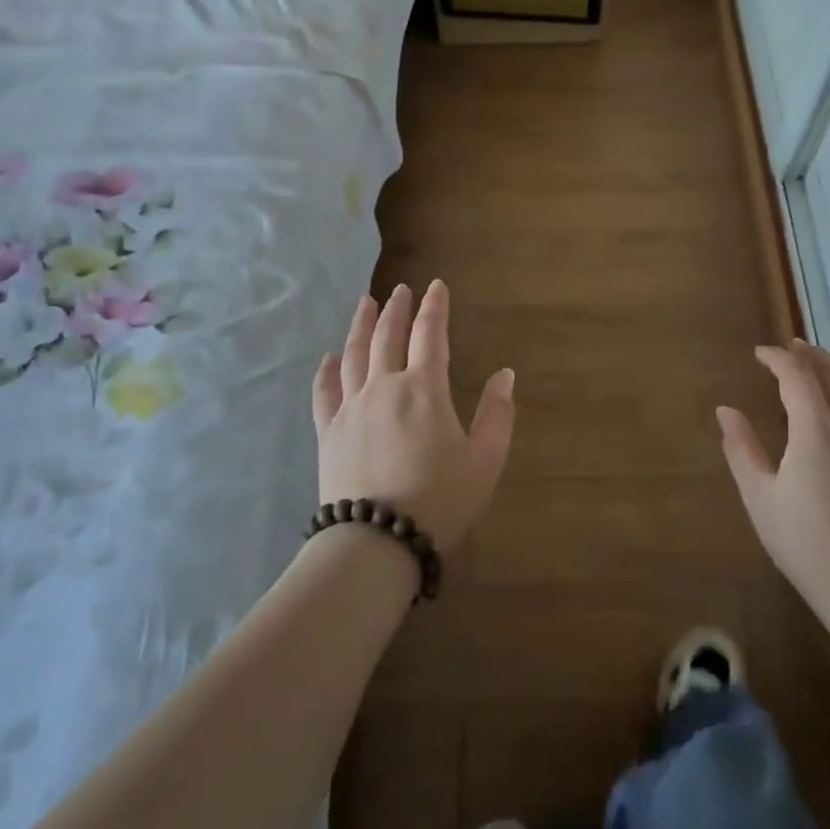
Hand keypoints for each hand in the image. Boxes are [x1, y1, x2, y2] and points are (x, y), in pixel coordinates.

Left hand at [312, 280, 515, 553]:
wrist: (376, 542)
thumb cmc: (440, 501)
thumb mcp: (485, 461)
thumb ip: (497, 414)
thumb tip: (505, 373)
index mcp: (424, 389)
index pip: (430, 335)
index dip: (435, 307)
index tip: (436, 286)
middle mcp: (384, 387)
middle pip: (388, 336)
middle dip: (396, 309)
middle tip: (401, 290)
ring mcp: (351, 408)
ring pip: (353, 354)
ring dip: (361, 325)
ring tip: (365, 304)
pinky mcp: (328, 432)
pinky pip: (324, 391)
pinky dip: (327, 370)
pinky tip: (329, 357)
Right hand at [718, 339, 829, 610]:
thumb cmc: (802, 540)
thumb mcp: (759, 495)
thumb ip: (742, 448)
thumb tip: (726, 410)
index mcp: (817, 432)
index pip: (798, 378)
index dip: (778, 359)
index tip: (759, 353)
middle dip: (812, 357)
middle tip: (792, 345)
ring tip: (814, 367)